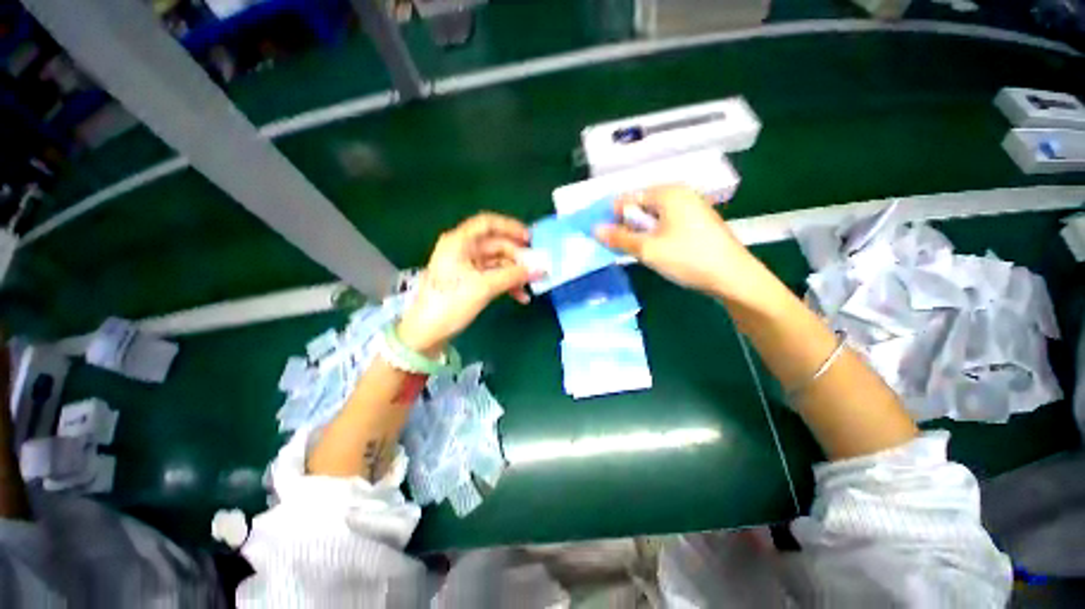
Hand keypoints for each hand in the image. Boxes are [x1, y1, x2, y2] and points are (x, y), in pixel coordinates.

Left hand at [397, 213, 536, 354]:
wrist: (426, 333)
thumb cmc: (450, 303)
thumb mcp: (483, 287)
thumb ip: (513, 275)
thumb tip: (540, 269)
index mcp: (459, 242)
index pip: (487, 223)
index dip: (510, 227)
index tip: (529, 239)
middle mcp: (463, 250)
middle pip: (496, 245)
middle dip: (517, 257)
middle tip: (536, 268)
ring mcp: (466, 266)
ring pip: (497, 262)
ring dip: (514, 274)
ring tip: (530, 286)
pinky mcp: (469, 281)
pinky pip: (493, 276)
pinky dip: (507, 284)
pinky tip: (520, 296)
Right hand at [595, 186, 771, 305]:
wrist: (733, 278)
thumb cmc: (687, 258)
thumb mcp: (647, 249)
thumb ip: (618, 238)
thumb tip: (594, 229)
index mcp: (668, 193)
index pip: (628, 198)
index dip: (613, 216)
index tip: (604, 236)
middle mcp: (680, 194)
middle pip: (641, 206)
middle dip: (628, 226)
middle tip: (623, 247)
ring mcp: (692, 208)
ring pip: (654, 217)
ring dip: (642, 233)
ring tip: (641, 252)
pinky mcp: (698, 223)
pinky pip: (667, 224)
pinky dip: (656, 235)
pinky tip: (658, 252)